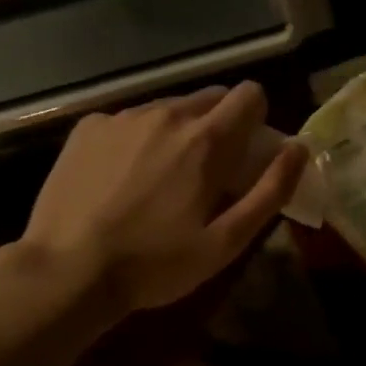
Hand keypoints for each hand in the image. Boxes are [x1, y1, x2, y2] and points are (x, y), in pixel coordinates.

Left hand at [16, 83, 306, 317]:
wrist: (66, 271)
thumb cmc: (155, 263)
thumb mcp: (227, 241)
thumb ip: (271, 190)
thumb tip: (299, 148)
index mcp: (207, 139)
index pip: (250, 94)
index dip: (257, 119)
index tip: (246, 153)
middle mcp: (168, 114)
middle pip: (211, 97)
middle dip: (220, 125)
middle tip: (207, 171)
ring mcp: (123, 117)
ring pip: (169, 108)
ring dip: (178, 131)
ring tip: (160, 178)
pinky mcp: (88, 127)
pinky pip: (129, 119)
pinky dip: (136, 139)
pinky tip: (120, 178)